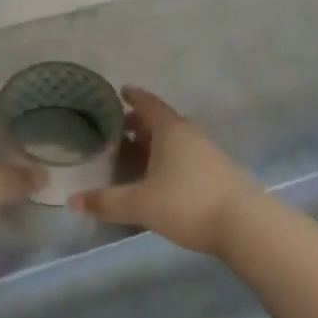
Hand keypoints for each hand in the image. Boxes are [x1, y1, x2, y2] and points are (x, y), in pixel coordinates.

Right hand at [70, 87, 261, 257]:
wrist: (245, 226)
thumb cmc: (187, 203)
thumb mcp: (140, 204)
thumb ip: (106, 202)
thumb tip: (72, 200)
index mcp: (170, 130)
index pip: (148, 104)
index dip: (133, 96)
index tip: (121, 91)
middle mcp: (190, 135)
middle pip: (161, 121)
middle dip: (139, 124)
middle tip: (119, 130)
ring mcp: (208, 153)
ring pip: (175, 141)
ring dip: (155, 144)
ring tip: (135, 156)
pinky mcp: (218, 173)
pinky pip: (186, 157)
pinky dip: (169, 160)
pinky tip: (160, 179)